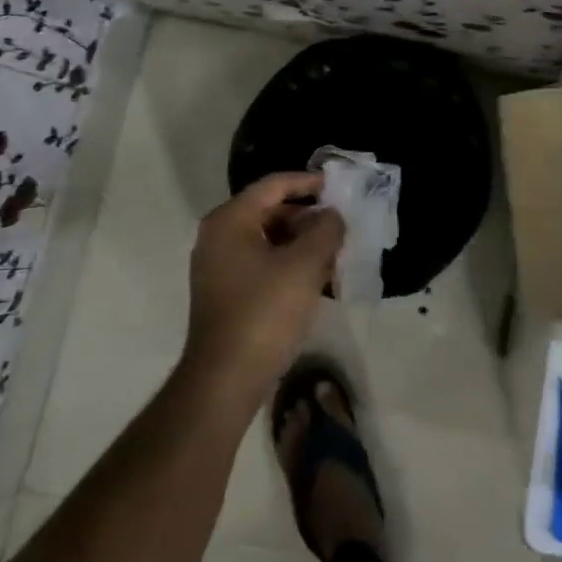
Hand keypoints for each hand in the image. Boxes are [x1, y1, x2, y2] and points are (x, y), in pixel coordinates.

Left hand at [184, 172, 344, 412]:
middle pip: (271, 212)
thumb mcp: (305, 264)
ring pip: (270, 241)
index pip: (274, 185)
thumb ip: (325, 229)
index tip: (340, 188)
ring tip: (336, 256)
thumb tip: (331, 215)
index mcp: (230, 220)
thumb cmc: (265, 312)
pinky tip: (319, 282)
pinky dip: (291, 266)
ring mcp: (220, 267)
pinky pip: (264, 265)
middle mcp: (219, 237)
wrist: (226, 379)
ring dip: (304, 244)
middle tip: (342, 228)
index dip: (309, 182)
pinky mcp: (227, 293)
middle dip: (310, 218)